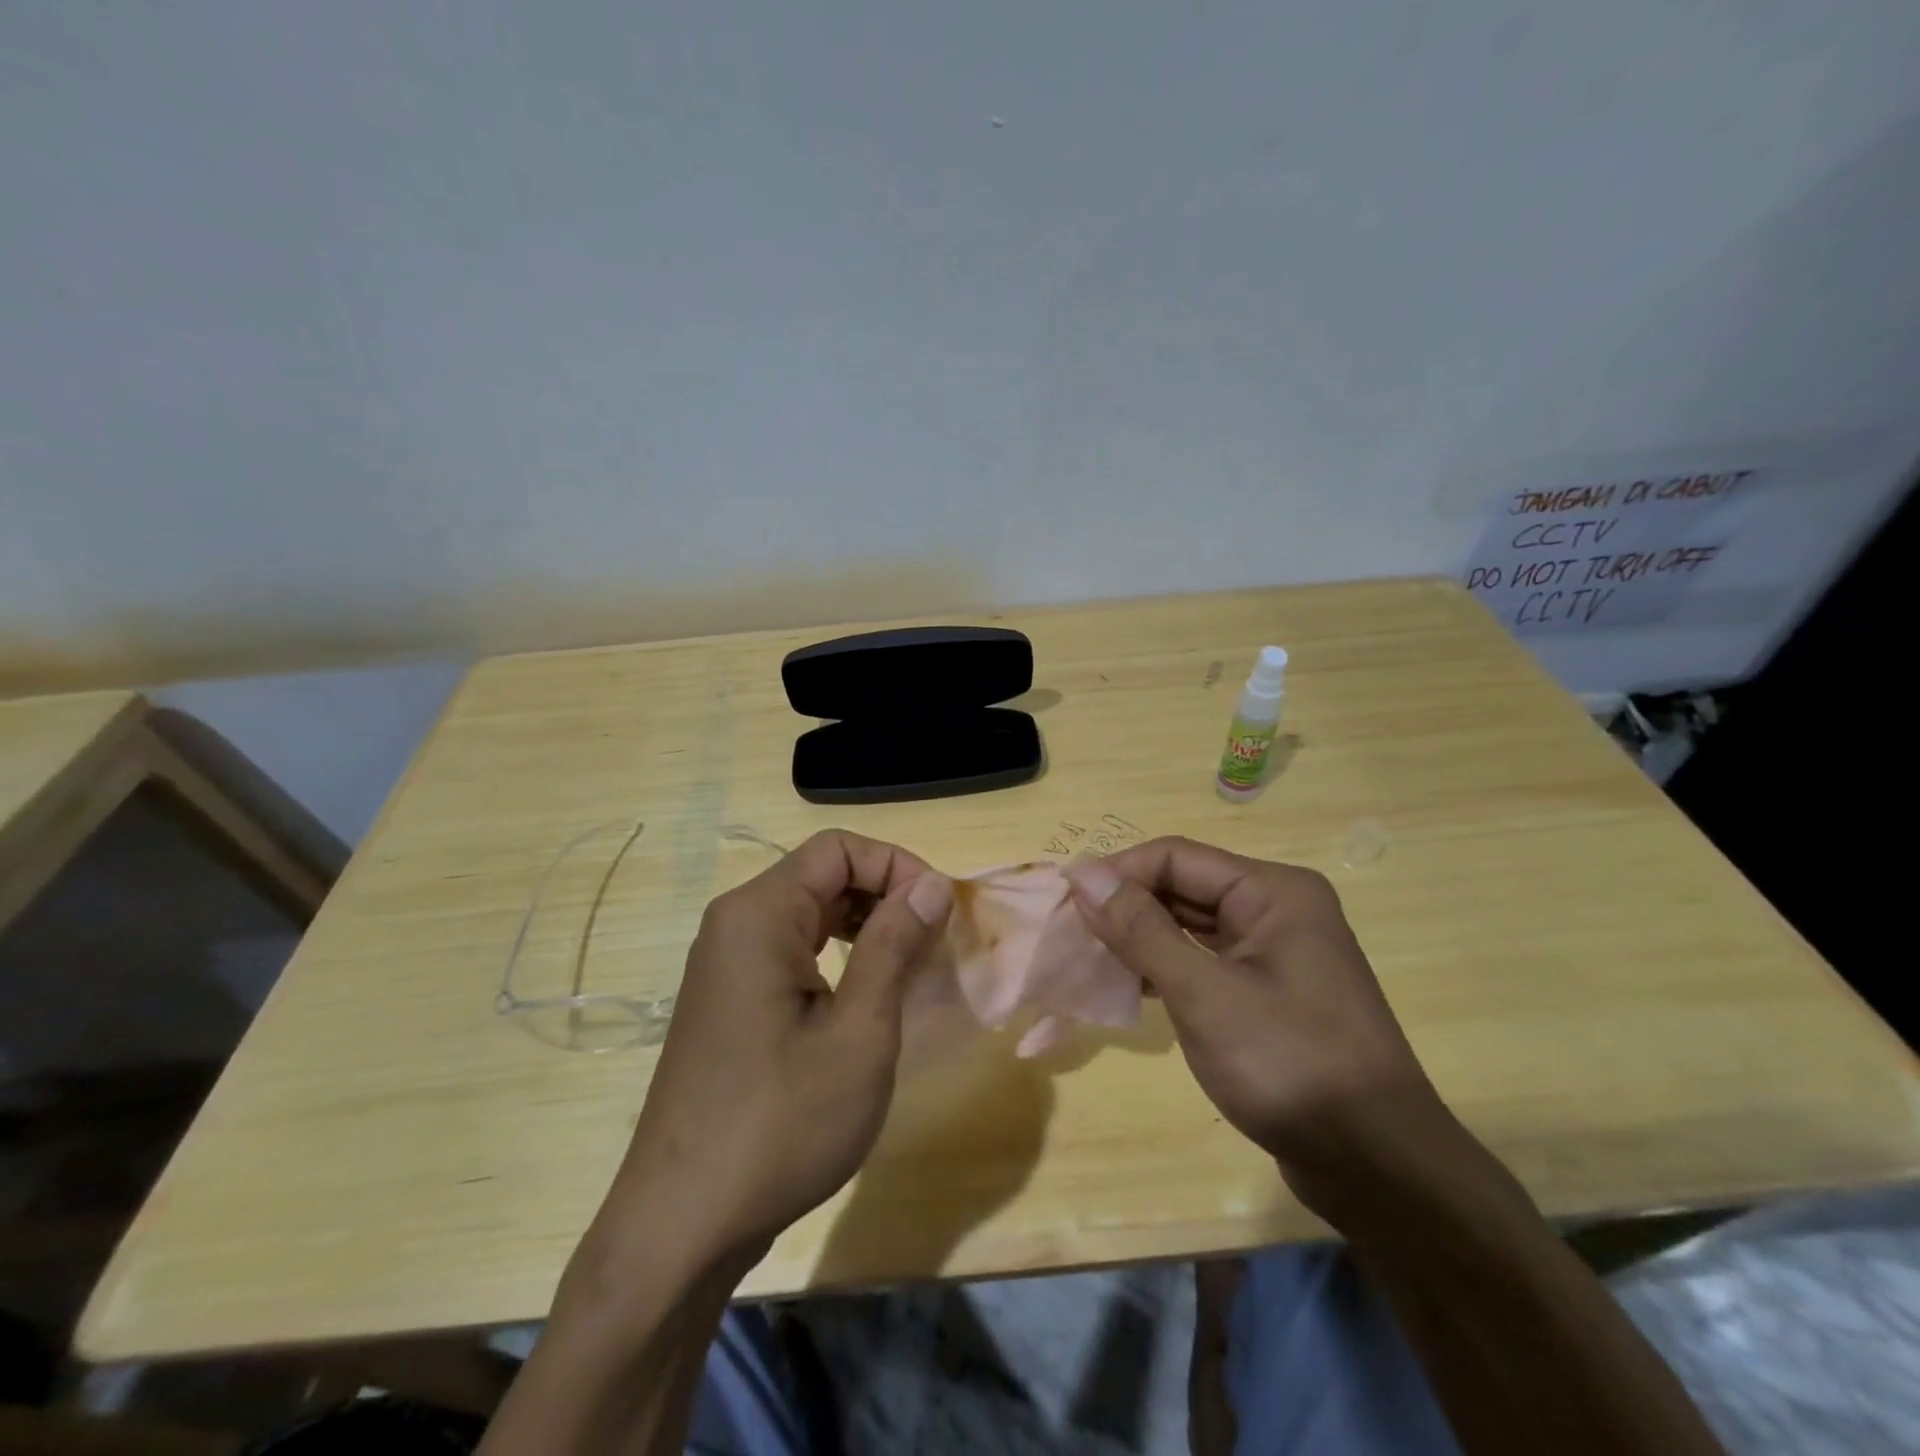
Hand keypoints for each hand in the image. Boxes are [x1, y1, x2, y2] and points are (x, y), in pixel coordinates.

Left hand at [605, 830, 952, 1264]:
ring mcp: (724, 962)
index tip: (940, 911)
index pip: (838, 849)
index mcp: (758, 914)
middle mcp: (733, 923)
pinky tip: (863, 994)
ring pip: (808, 911)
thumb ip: (895, 944)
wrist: (683, 1224)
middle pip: (821, 874)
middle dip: (885, 894)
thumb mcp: (859, 1032)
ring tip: (908, 966)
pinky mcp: (727, 998)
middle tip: (933, 941)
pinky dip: (835, 953)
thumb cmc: (781, 1124)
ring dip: (864, 924)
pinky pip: (789, 947)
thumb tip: (932, 883)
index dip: (897, 865)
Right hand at [1065, 837, 1477, 1228]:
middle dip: (1127, 906)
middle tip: (1070, 933)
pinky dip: (1166, 967)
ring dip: (1142, 937)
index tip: (1065, 901)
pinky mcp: (1270, 991)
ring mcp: (1276, 952)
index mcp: (1273, 891)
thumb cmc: (1289, 1065)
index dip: (1118, 873)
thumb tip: (1084, 874)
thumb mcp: (1204, 994)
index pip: (1176, 857)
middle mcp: (1277, 909)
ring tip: (1090, 958)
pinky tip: (1131, 985)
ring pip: (1192, 925)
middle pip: (1184, 887)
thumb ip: (1141, 929)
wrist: (1377, 1167)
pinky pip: (1206, 960)